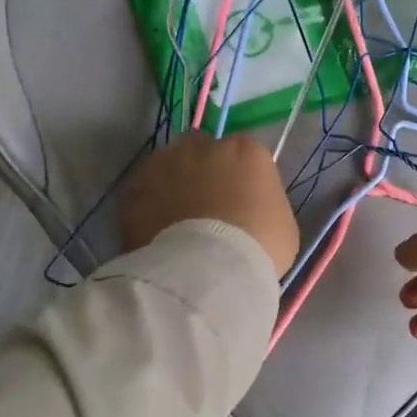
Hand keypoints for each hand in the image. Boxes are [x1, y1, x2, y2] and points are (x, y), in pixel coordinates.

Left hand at [119, 133, 299, 278]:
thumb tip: (250, 208)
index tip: (241, 199)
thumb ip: (264, 203)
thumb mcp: (282, 224)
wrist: (208, 271)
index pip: (245, 152)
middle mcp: (203, 145)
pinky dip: (148, 205)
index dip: (241, 175)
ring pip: (168, 165)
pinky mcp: (134, 187)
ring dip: (172, 183)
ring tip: (176, 219)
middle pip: (202, 149)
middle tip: (206, 204)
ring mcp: (164, 163)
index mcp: (246, 151)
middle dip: (203, 169)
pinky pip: (142, 191)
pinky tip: (155, 230)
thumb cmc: (259, 248)